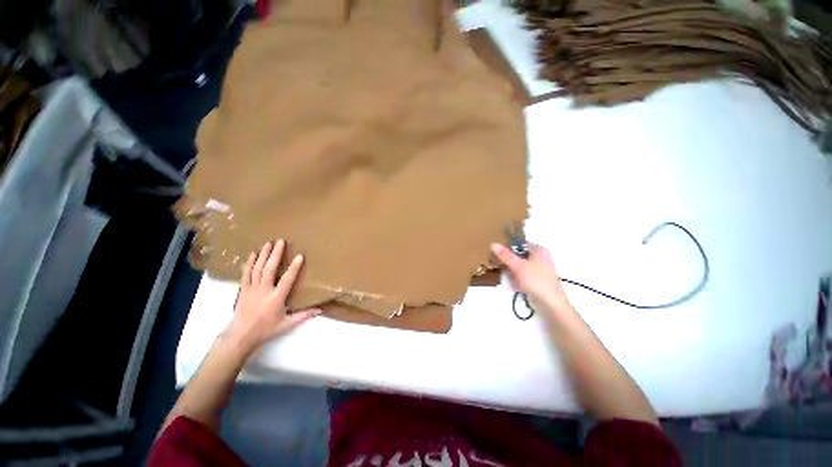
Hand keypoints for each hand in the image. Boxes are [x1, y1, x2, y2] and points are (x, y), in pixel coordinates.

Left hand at [225, 240, 320, 353]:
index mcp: (276, 298)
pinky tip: (253, 254)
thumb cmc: (265, 330)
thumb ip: (303, 316)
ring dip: (263, 255)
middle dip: (275, 254)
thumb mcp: (287, 324)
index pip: (287, 280)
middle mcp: (263, 291)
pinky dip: (249, 263)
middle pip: (269, 269)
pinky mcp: (242, 290)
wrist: (240, 336)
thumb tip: (320, 310)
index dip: (293, 268)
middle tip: (280, 241)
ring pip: (257, 269)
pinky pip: (246, 274)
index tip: (299, 256)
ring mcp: (251, 289)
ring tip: (268, 243)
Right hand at [491, 243, 571, 314]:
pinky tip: (514, 285)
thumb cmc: (536, 280)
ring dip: (511, 272)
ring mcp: (538, 270)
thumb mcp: (518, 266)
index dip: (508, 246)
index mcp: (539, 250)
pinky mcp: (536, 281)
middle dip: (509, 262)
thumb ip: (505, 255)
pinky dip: (517, 280)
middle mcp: (540, 258)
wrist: (551, 304)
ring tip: (507, 277)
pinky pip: (522, 276)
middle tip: (498, 265)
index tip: (497, 250)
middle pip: (519, 256)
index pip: (520, 243)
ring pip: (519, 267)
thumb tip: (493, 244)